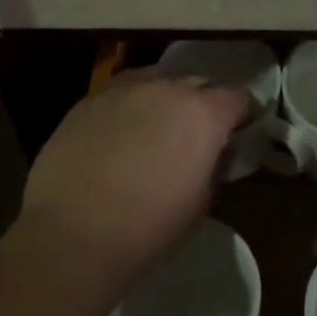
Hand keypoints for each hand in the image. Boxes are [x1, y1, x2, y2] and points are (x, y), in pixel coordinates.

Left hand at [20, 69, 250, 284]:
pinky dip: (131, 106)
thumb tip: (217, 152)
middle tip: (197, 135)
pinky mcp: (90, 98)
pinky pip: (123, 92)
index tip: (241, 132)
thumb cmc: (148, 227)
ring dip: (166, 100)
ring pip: (158, 81)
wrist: (72, 234)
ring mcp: (125, 88)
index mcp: (203, 113)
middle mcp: (168, 88)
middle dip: (204, 105)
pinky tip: (121, 133)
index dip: (244, 115)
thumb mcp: (201, 202)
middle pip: (198, 84)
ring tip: (156, 129)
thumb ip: (215, 165)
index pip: (239, 98)